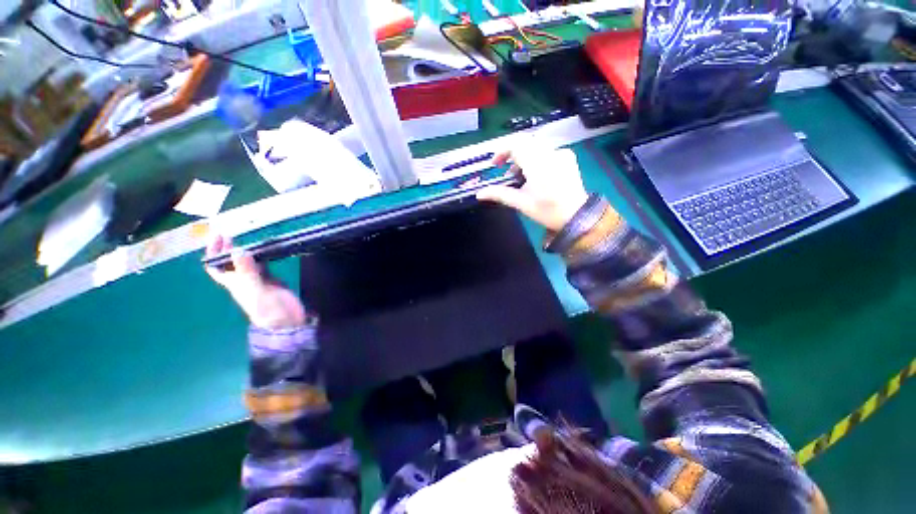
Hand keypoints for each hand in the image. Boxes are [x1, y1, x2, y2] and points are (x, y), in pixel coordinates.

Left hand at [204, 235, 306, 329]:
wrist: (287, 319)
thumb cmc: (269, 308)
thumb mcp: (257, 290)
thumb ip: (248, 272)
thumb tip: (238, 250)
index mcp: (235, 284)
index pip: (216, 268)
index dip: (213, 253)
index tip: (218, 238)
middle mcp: (243, 281)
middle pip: (230, 263)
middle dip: (227, 249)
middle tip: (229, 235)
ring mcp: (258, 280)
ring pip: (246, 263)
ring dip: (244, 251)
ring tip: (246, 239)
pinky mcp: (272, 280)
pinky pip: (262, 266)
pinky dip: (261, 257)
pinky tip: (264, 251)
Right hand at [477, 146, 588, 231]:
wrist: (576, 216)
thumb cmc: (547, 211)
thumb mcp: (521, 203)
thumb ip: (500, 194)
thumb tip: (479, 194)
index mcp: (538, 165)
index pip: (516, 144)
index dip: (502, 151)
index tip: (495, 164)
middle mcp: (550, 154)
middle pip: (525, 142)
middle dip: (511, 153)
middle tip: (506, 169)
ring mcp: (561, 153)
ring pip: (536, 145)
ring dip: (523, 155)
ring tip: (520, 175)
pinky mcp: (568, 156)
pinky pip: (547, 150)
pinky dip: (536, 157)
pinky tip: (537, 173)